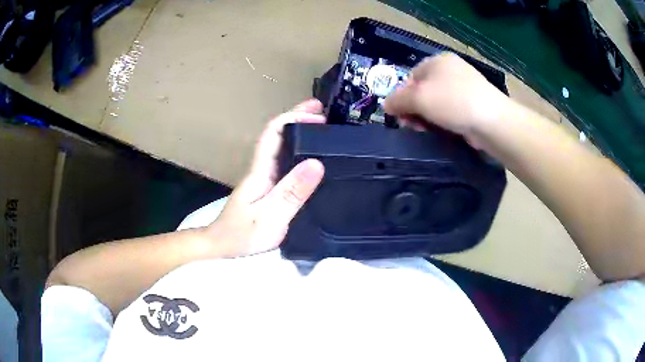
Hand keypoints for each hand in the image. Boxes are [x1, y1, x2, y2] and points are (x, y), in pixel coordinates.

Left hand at [206, 100, 325, 256]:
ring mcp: (263, 178)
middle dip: (299, 118)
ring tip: (323, 128)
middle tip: (324, 112)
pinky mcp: (267, 188)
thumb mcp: (271, 217)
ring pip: (281, 146)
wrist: (221, 245)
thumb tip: (317, 163)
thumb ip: (292, 193)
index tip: (318, 115)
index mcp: (260, 170)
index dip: (295, 118)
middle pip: (278, 134)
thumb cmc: (242, 235)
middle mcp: (262, 168)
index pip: (274, 132)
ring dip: (300, 132)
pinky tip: (313, 157)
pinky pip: (285, 161)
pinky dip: (300, 151)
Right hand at [384, 52, 509, 146]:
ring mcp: (464, 87)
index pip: (410, 77)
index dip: (402, 96)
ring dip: (427, 117)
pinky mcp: (473, 104)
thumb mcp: (418, 98)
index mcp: (437, 61)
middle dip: (414, 109)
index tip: (400, 115)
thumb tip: (386, 105)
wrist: (491, 121)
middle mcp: (451, 70)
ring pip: (436, 102)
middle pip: (423, 90)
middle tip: (413, 126)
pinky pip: (451, 111)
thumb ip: (397, 100)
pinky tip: (443, 131)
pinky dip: (444, 121)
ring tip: (427, 131)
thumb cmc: (452, 102)